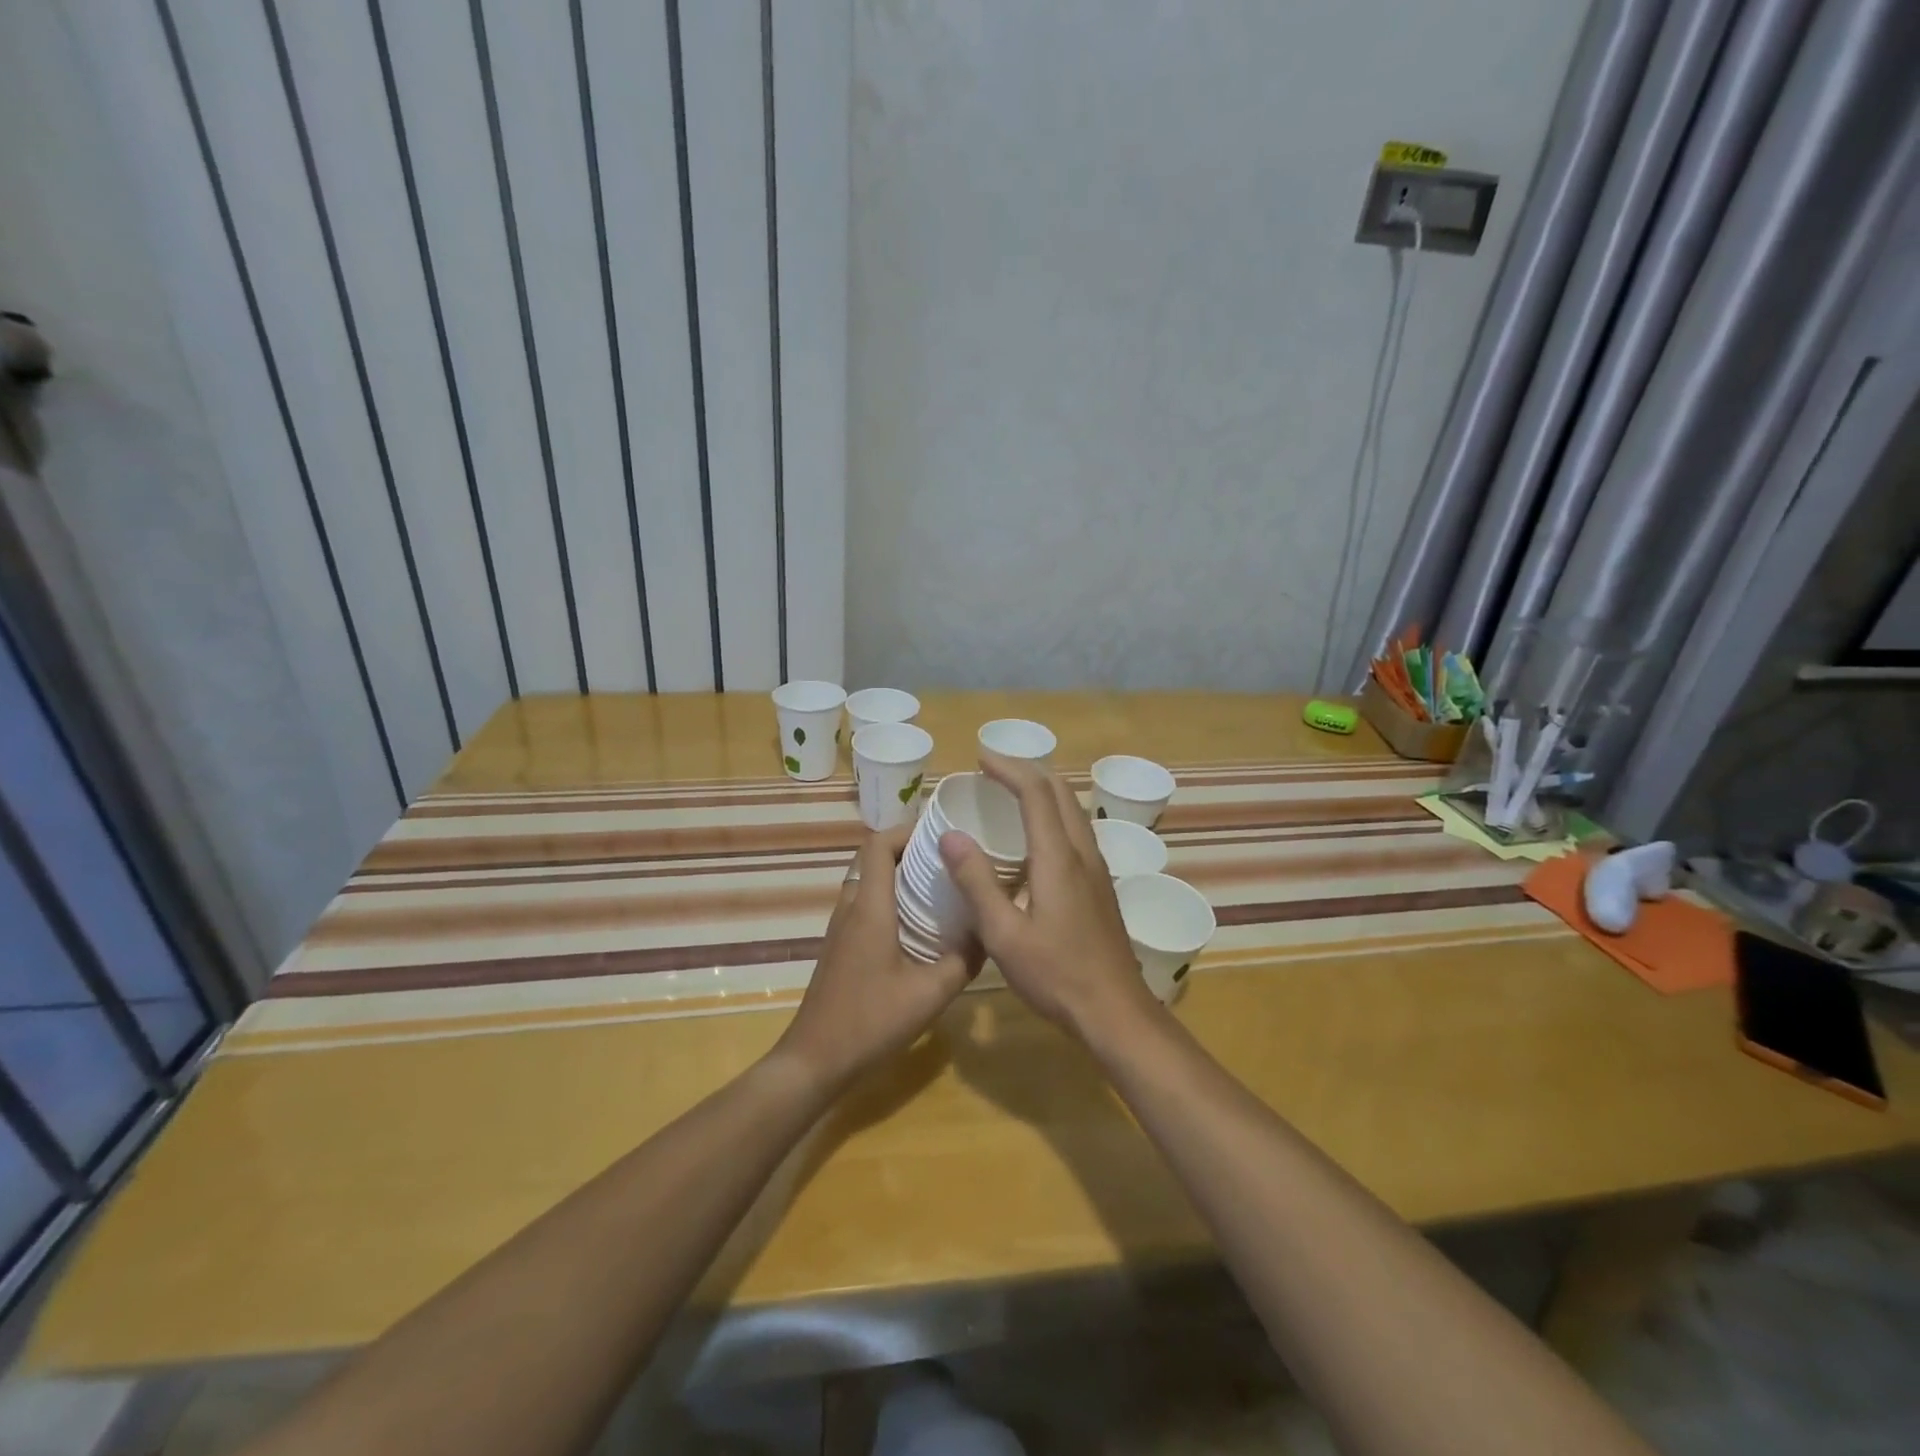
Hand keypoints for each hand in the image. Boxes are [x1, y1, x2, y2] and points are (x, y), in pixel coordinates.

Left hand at [775, 823, 979, 1091]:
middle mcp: (850, 908)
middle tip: (950, 862)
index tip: (941, 835)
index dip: (906, 830)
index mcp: (869, 907)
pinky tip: (919, 928)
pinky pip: (865, 907)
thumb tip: (988, 933)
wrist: (815, 1060)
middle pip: (874, 860)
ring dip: (900, 878)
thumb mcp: (930, 994)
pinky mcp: (840, 948)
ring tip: (940, 890)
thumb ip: (962, 960)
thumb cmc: (870, 1021)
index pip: (878, 844)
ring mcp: (840, 928)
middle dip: (911, 852)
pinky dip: (890, 902)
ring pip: (869, 883)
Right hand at [938, 750, 1157, 1038]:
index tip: (981, 757)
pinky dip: (1053, 815)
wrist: (1116, 1011)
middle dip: (1027, 772)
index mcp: (1058, 858)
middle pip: (1061, 792)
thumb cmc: (1057, 975)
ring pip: (1073, 811)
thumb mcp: (1004, 934)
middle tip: (993, 770)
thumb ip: (976, 882)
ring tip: (1011, 794)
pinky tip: (1035, 839)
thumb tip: (950, 836)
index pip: (1036, 793)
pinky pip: (1076, 832)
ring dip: (1044, 792)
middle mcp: (1082, 853)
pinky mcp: (1100, 886)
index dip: (1009, 769)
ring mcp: (1097, 869)